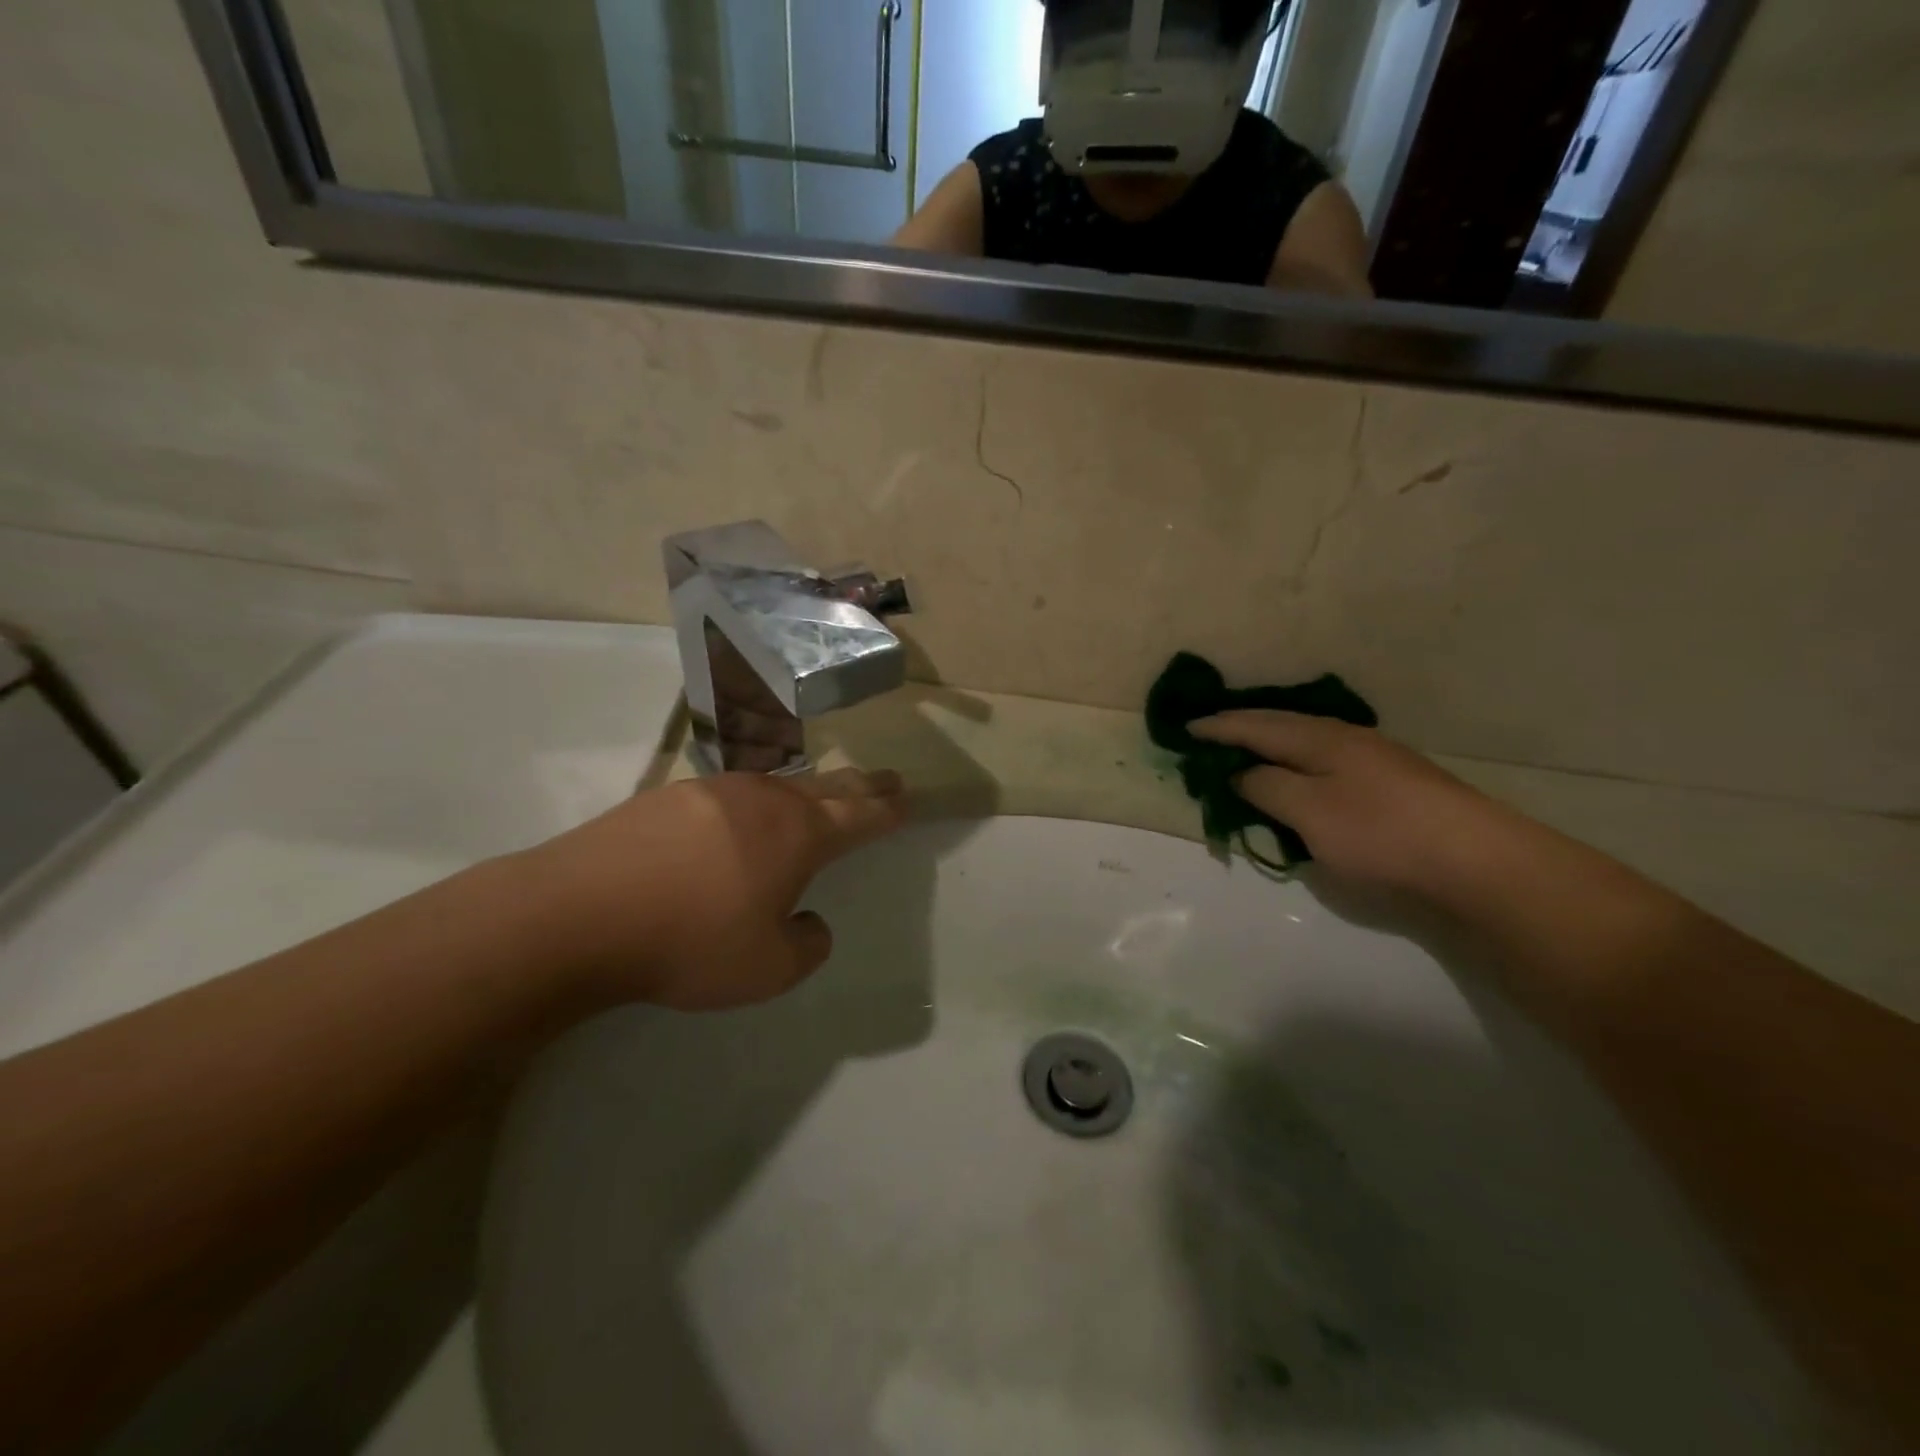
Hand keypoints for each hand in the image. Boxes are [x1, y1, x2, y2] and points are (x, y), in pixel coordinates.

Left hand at [514, 768, 907, 1010]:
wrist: (580, 914)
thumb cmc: (690, 942)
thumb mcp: (768, 969)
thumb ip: (806, 946)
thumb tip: (811, 922)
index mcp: (798, 835)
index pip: (859, 817)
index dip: (887, 811)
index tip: (907, 800)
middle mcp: (764, 801)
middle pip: (826, 788)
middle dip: (861, 786)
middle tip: (886, 779)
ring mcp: (713, 791)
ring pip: (776, 786)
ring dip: (806, 792)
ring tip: (816, 798)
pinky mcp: (668, 797)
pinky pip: (730, 796)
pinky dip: (752, 804)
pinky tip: (739, 819)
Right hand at [1191, 712, 1521, 899]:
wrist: (1477, 862)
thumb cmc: (1380, 832)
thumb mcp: (1308, 810)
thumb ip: (1266, 786)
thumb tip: (1242, 773)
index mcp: (1320, 738)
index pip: (1255, 725)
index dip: (1218, 727)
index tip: (1185, 730)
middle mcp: (1345, 739)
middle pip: (1281, 728)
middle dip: (1242, 731)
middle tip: (1209, 738)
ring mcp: (1373, 761)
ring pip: (1305, 746)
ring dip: (1270, 749)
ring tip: (1244, 758)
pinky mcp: (1390, 786)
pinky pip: (1323, 767)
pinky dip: (1295, 770)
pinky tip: (1296, 782)